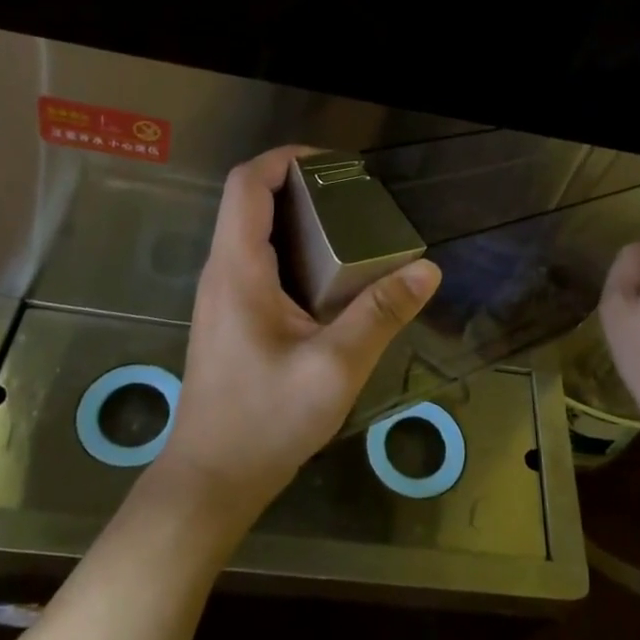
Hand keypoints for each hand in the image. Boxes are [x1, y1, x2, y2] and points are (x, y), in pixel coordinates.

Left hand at [146, 146, 442, 536]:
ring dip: (299, 219)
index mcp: (238, 269)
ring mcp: (222, 296)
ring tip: (352, 230)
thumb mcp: (335, 367)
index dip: (286, 158)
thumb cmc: (265, 421)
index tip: (335, 165)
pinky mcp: (230, 317)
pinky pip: (259, 262)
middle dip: (302, 186)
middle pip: (251, 201)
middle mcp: (222, 272)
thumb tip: (427, 269)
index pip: (247, 184)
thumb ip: (380, 314)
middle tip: (356, 199)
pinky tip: (332, 279)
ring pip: (254, 231)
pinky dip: (295, 250)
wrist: (211, 480)